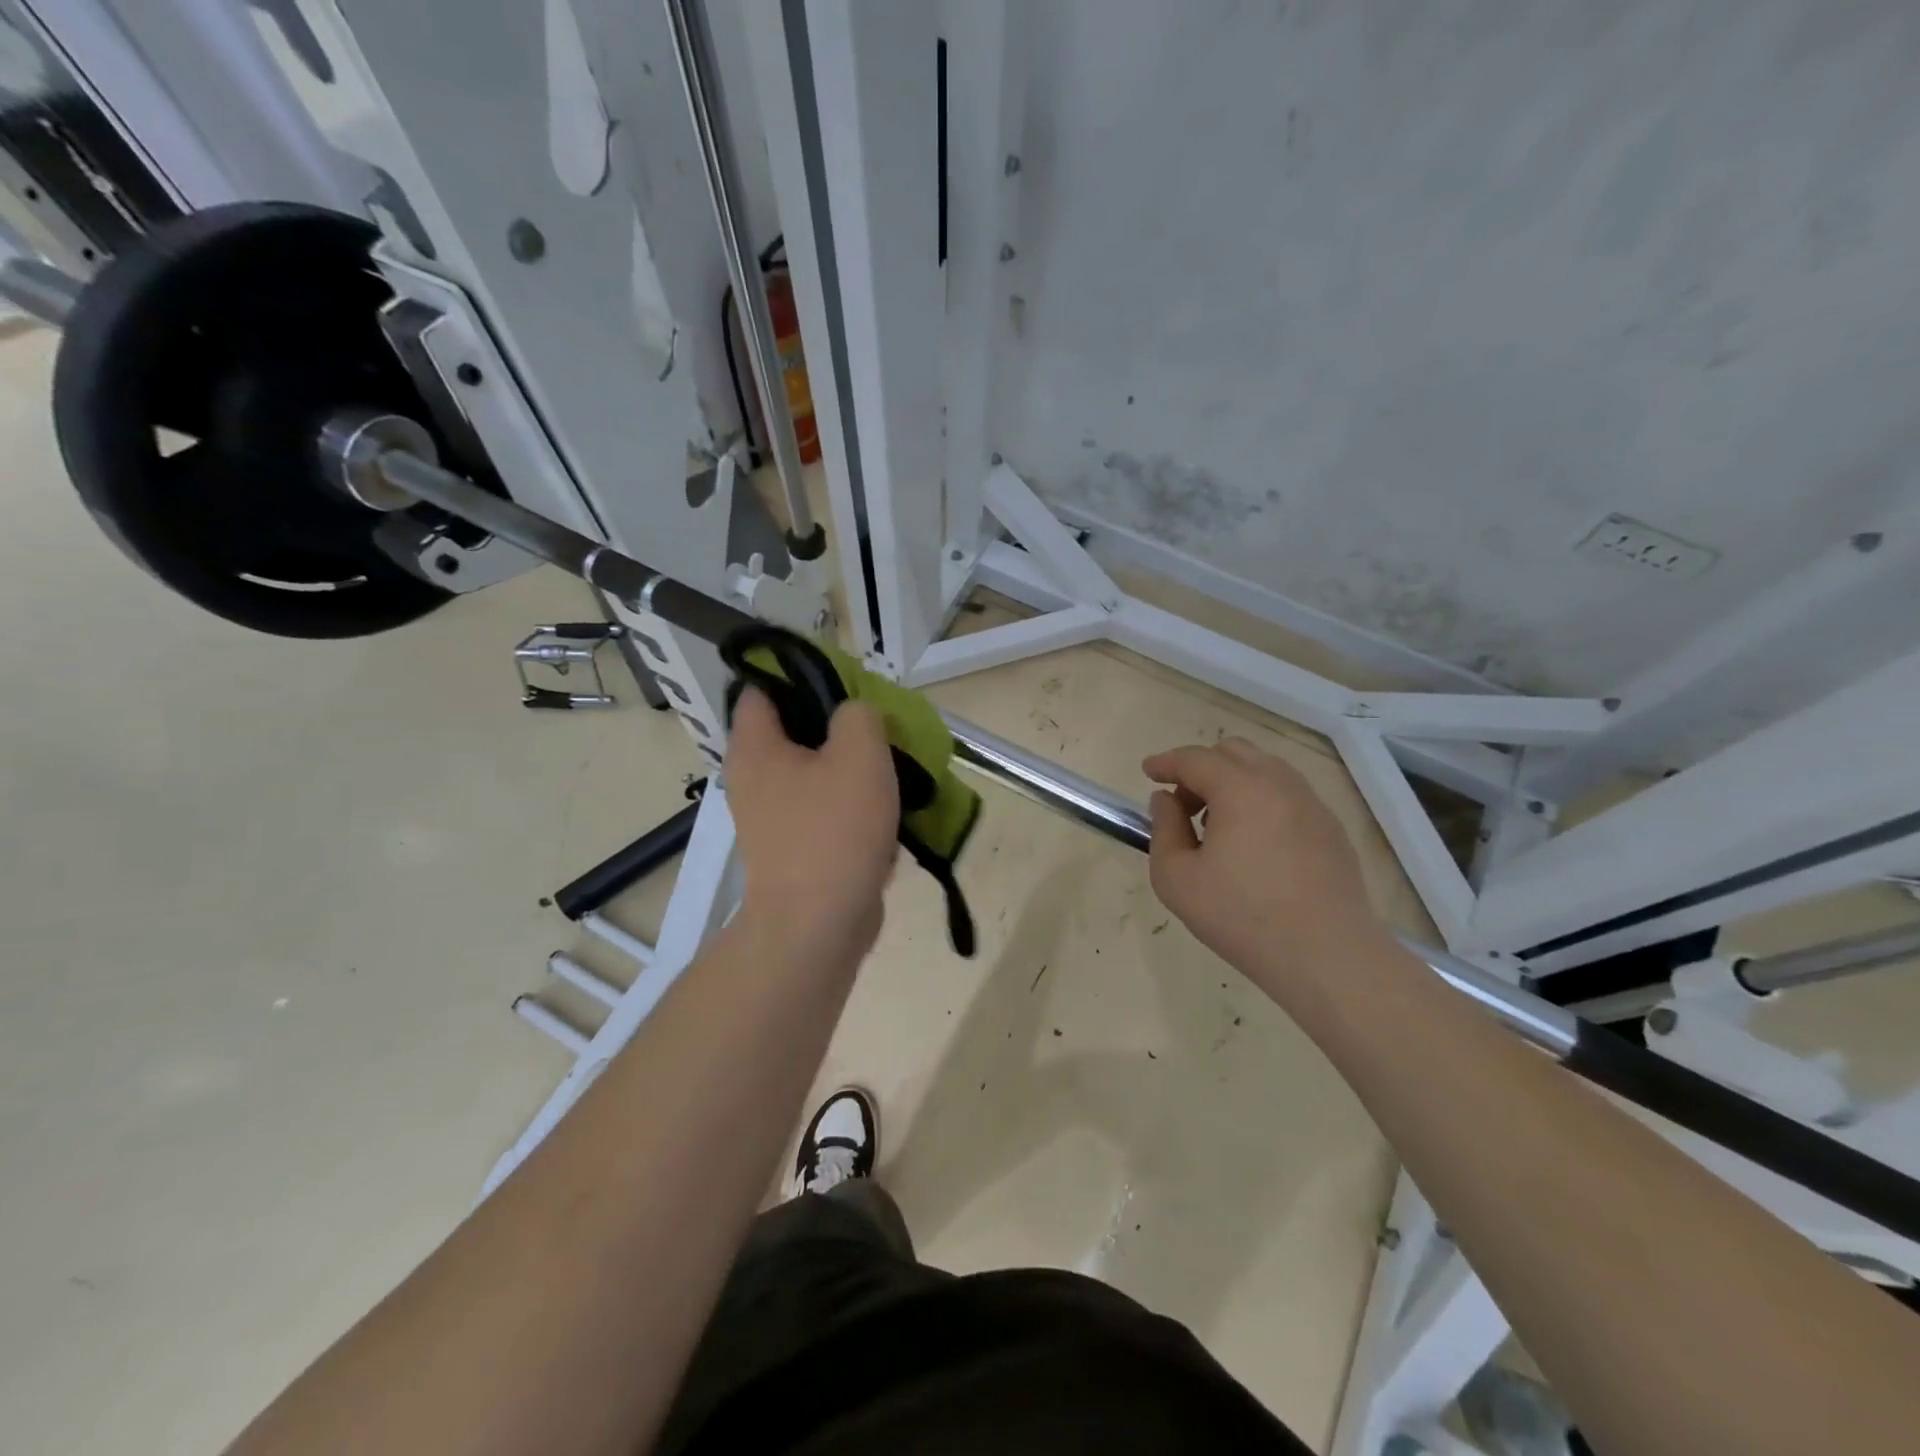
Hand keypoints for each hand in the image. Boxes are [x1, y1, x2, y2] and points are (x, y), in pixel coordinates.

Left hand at [723, 687, 899, 958]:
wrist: (819, 925)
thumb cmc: (834, 830)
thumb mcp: (859, 752)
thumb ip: (858, 714)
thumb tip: (854, 715)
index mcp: (755, 747)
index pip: (762, 687)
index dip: (800, 673)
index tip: (845, 680)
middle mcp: (753, 778)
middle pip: (795, 731)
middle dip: (840, 726)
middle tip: (879, 726)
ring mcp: (772, 818)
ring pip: (816, 773)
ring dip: (853, 770)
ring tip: (891, 769)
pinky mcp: (794, 849)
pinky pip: (825, 812)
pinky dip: (852, 809)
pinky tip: (885, 815)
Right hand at [1143, 737, 1384, 985]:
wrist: (1326, 956)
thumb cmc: (1241, 916)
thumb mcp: (1176, 878)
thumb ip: (1164, 829)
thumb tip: (1166, 800)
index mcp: (1241, 789)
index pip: (1195, 759)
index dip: (1166, 762)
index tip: (1148, 772)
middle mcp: (1280, 784)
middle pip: (1234, 752)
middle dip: (1201, 768)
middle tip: (1183, 804)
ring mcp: (1312, 805)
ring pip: (1265, 770)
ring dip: (1233, 782)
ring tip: (1216, 826)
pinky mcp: (1331, 829)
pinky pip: (1288, 795)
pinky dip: (1261, 801)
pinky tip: (1252, 844)